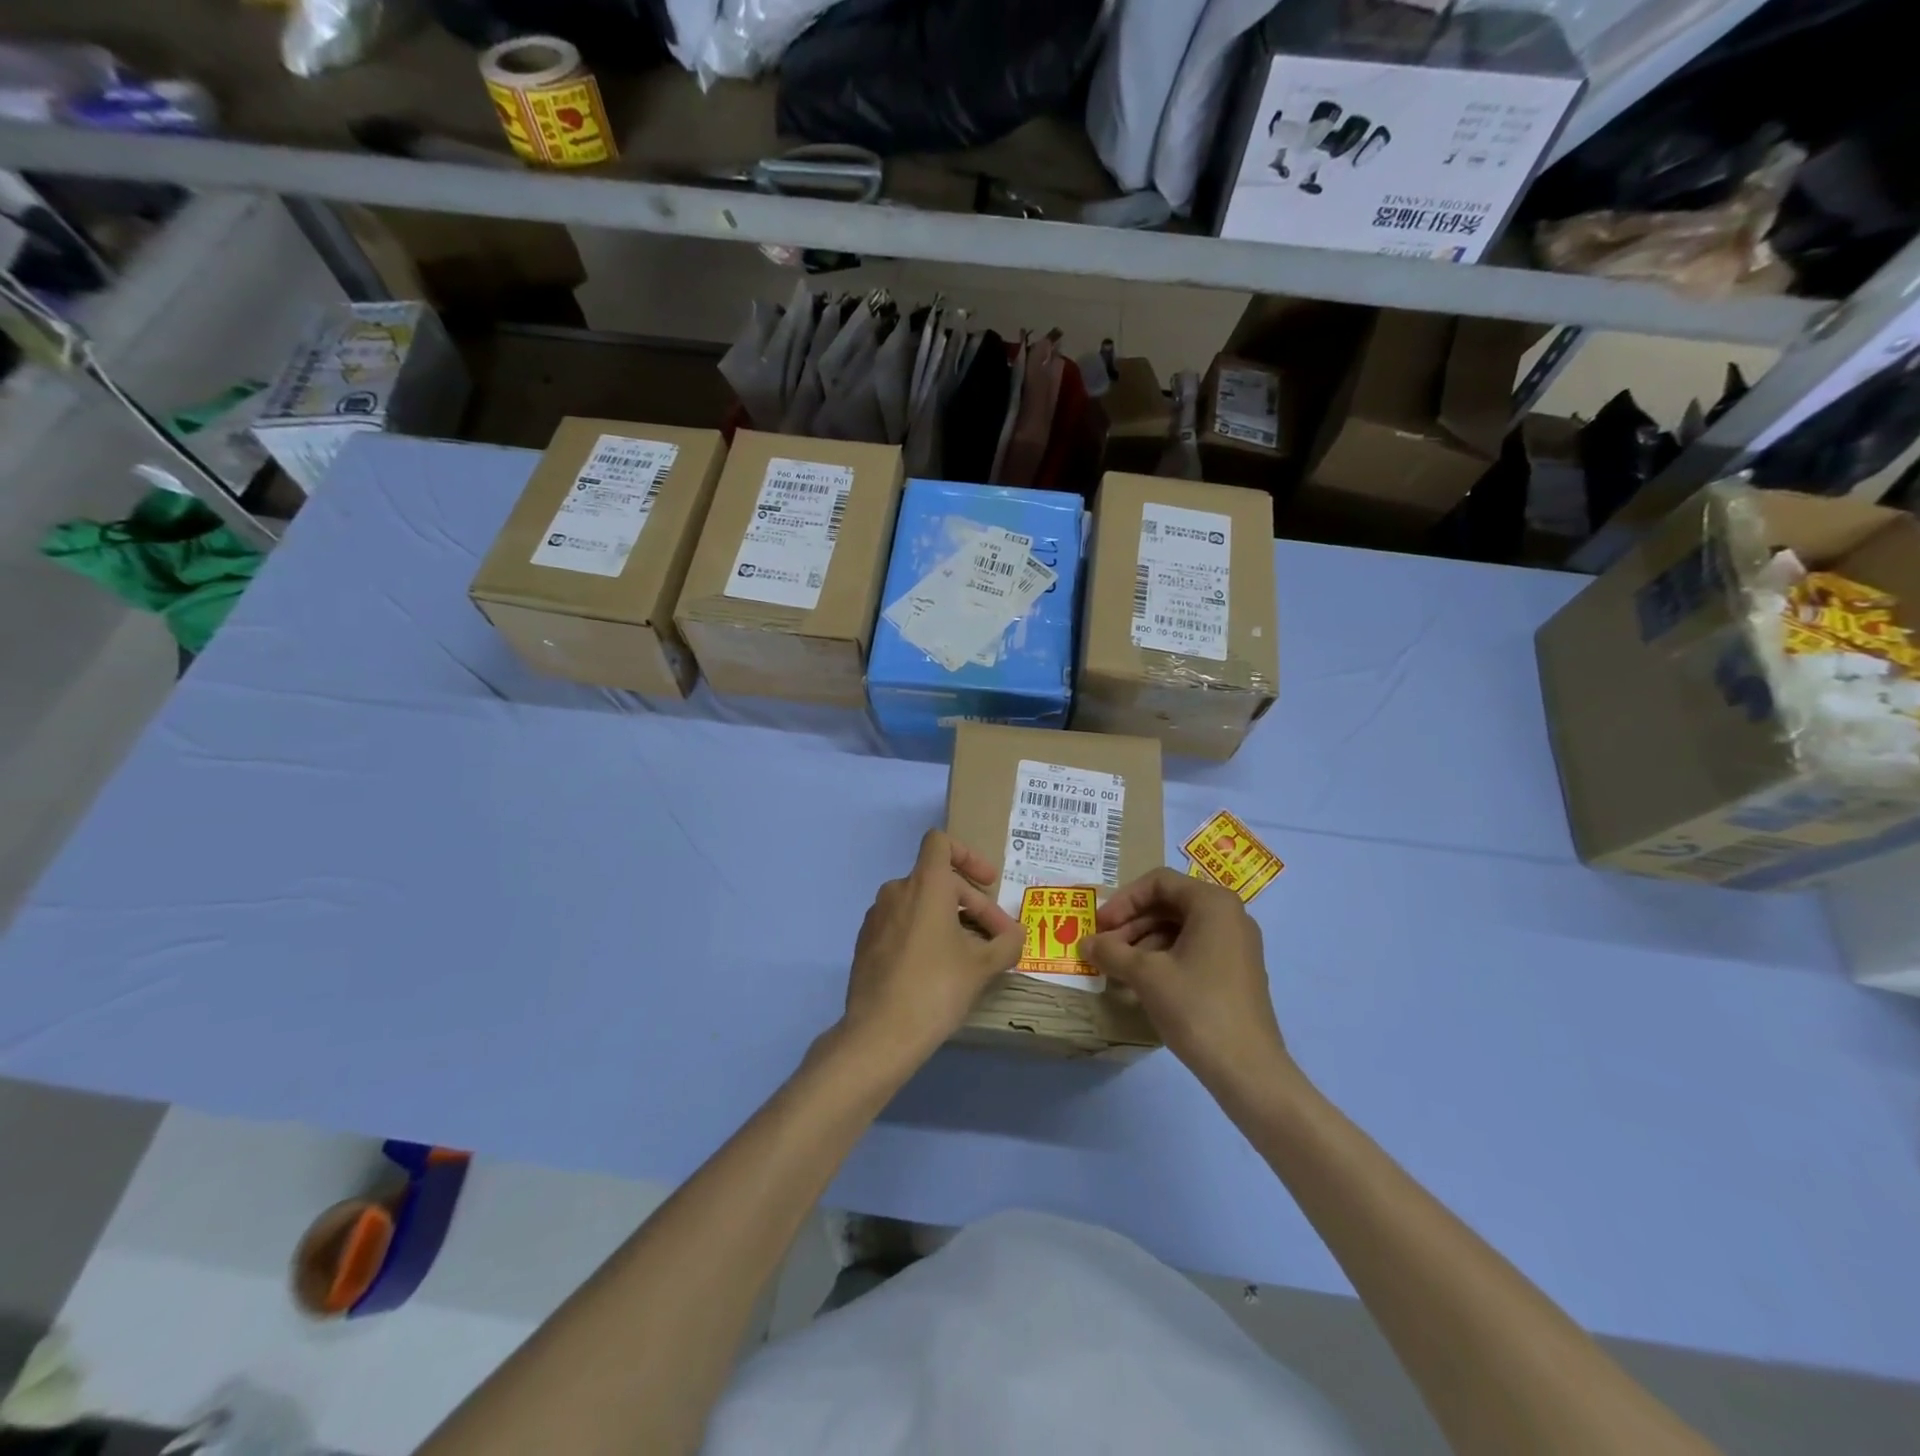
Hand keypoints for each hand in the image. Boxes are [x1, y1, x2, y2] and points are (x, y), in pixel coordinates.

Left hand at [842, 830, 1023, 1067]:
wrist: (880, 1034)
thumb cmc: (936, 988)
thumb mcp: (982, 967)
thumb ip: (1006, 944)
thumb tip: (1017, 937)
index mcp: (924, 884)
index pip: (941, 843)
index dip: (968, 855)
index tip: (988, 883)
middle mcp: (896, 891)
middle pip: (939, 880)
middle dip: (972, 904)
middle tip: (997, 938)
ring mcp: (876, 917)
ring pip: (920, 904)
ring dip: (949, 919)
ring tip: (970, 954)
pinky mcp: (866, 942)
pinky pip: (901, 924)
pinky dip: (924, 933)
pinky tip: (938, 968)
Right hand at [1083, 868, 1286, 1089]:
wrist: (1247, 1069)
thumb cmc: (1196, 1007)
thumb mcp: (1145, 975)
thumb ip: (1111, 952)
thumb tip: (1085, 943)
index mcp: (1213, 903)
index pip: (1158, 882)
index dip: (1123, 900)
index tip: (1100, 925)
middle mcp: (1230, 915)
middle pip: (1169, 904)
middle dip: (1131, 923)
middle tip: (1103, 947)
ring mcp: (1236, 945)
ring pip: (1179, 928)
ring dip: (1143, 942)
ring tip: (1116, 968)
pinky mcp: (1236, 972)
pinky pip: (1193, 949)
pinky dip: (1163, 958)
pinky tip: (1141, 982)